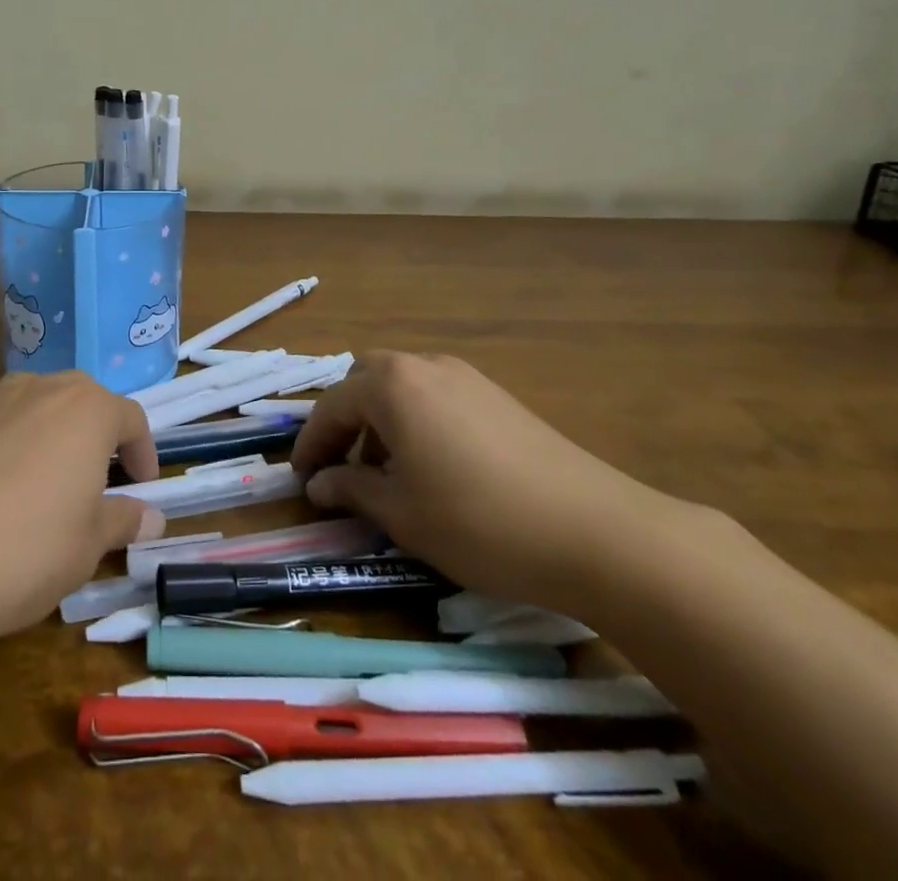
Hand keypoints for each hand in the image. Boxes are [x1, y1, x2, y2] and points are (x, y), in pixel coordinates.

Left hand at [0, 371, 165, 650]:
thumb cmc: (22, 550)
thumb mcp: (86, 547)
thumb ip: (121, 521)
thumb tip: (150, 516)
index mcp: (87, 409)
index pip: (131, 418)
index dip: (143, 453)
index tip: (142, 488)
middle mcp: (41, 387)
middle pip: (82, 400)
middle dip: (96, 436)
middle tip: (96, 483)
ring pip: (35, 406)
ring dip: (50, 435)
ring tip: (42, 485)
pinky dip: (6, 445)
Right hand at [290, 351, 680, 614]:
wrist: (596, 532)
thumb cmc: (479, 521)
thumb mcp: (402, 513)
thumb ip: (351, 490)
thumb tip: (319, 484)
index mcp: (392, 386)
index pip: (332, 406)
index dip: (311, 443)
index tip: (300, 479)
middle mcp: (425, 366)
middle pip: (366, 382)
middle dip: (346, 421)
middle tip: (341, 467)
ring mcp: (467, 377)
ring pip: (403, 387)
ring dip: (382, 421)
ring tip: (386, 474)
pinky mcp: (498, 397)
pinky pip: (437, 397)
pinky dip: (417, 422)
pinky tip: (433, 468)